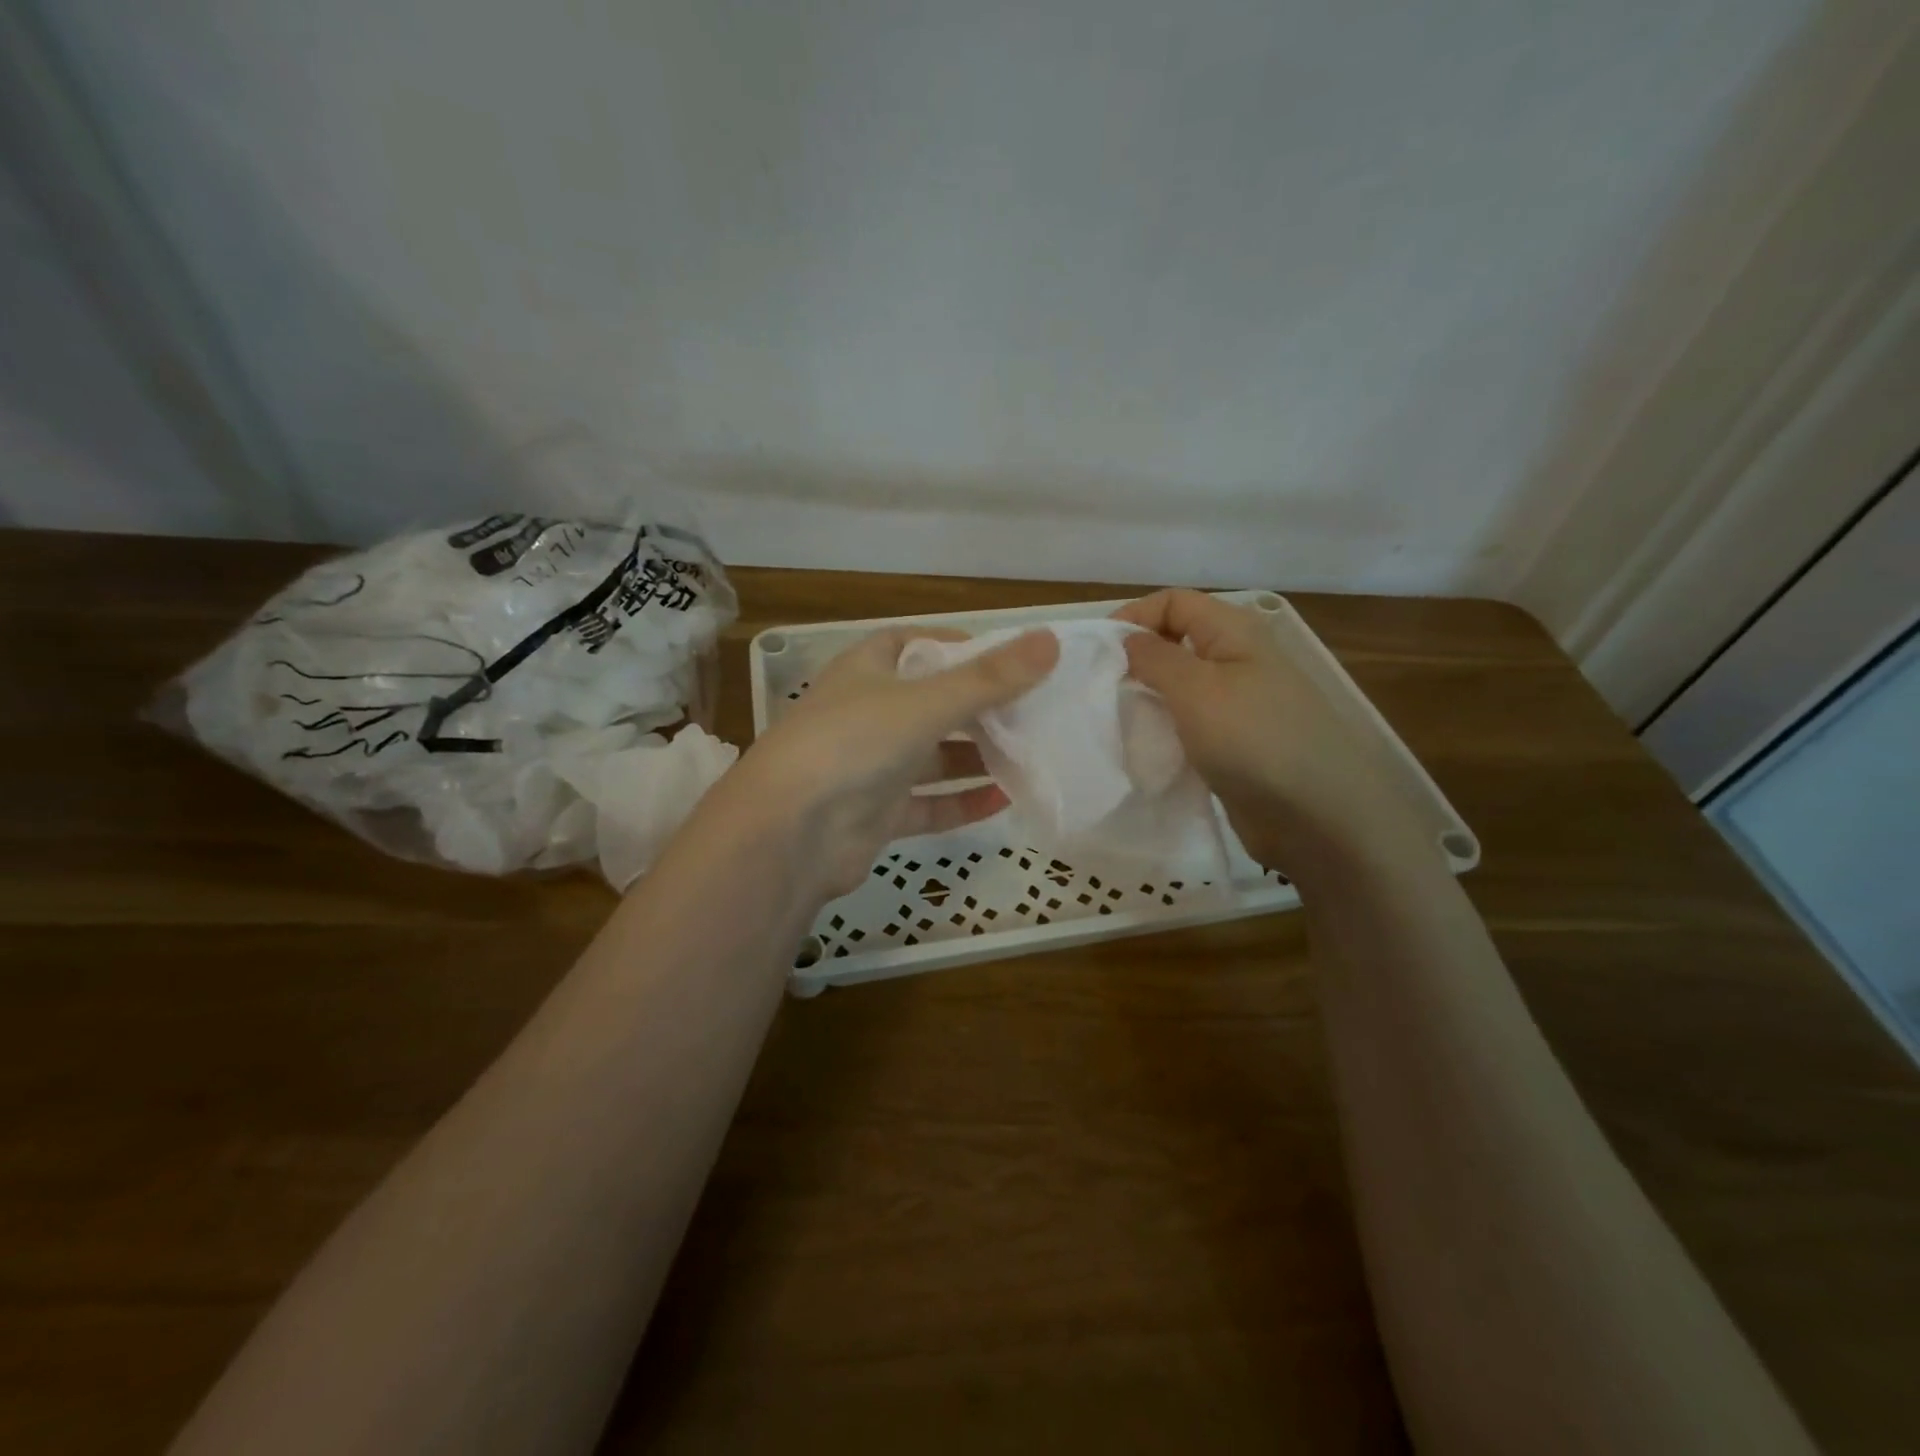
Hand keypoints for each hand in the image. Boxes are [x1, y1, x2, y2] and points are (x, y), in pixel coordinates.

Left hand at [719, 625, 1059, 900]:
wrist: (788, 833)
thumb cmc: (854, 744)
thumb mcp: (926, 702)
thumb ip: (990, 678)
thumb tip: (1051, 641)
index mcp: (867, 670)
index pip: (917, 644)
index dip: (960, 647)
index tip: (1009, 658)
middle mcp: (868, 713)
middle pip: (933, 702)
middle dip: (981, 707)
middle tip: (1035, 711)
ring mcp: (871, 767)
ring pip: (934, 756)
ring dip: (977, 756)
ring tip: (1031, 754)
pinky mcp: (877, 813)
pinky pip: (929, 803)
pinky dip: (962, 800)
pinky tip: (1005, 799)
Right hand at [1115, 589, 1425, 879]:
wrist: (1315, 815)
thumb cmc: (1252, 739)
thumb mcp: (1195, 688)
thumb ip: (1155, 657)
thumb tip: (1128, 640)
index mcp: (1234, 631)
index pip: (1173, 602)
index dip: (1133, 617)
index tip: (1097, 654)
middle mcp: (1237, 659)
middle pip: (1175, 641)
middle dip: (1136, 659)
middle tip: (1101, 689)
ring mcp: (1238, 703)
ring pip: (1180, 686)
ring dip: (1148, 698)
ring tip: (1116, 718)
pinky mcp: (1235, 742)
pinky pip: (1190, 723)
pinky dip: (1165, 728)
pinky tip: (1145, 746)